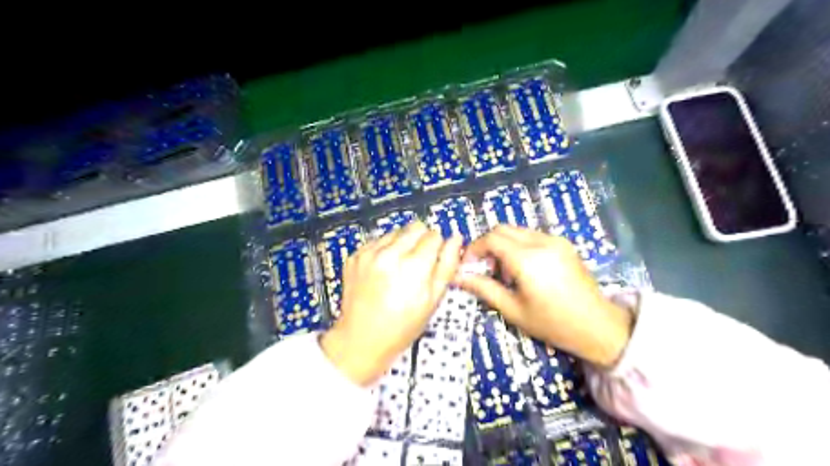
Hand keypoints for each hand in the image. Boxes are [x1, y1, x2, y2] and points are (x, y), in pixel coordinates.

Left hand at [319, 223, 463, 386]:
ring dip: (403, 244)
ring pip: (396, 231)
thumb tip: (456, 240)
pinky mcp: (355, 256)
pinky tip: (384, 271)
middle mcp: (389, 254)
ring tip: (400, 269)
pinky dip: (385, 250)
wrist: (361, 340)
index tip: (435, 260)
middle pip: (416, 227)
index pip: (434, 236)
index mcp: (412, 266)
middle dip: (422, 240)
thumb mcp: (432, 301)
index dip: (438, 247)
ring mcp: (368, 254)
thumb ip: (447, 266)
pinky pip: (378, 240)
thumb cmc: (400, 327)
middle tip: (419, 264)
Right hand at [457, 224, 633, 368]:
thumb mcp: (513, 310)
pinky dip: (519, 245)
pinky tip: (523, 269)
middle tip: (484, 268)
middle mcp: (541, 242)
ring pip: (517, 230)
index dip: (474, 249)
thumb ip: (484, 288)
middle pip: (502, 229)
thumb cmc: (553, 323)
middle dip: (487, 244)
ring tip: (504, 271)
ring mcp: (555, 240)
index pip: (491, 239)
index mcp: (527, 259)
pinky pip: (532, 236)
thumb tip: (458, 277)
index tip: (468, 265)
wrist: (598, 326)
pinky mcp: (564, 243)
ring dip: (503, 244)